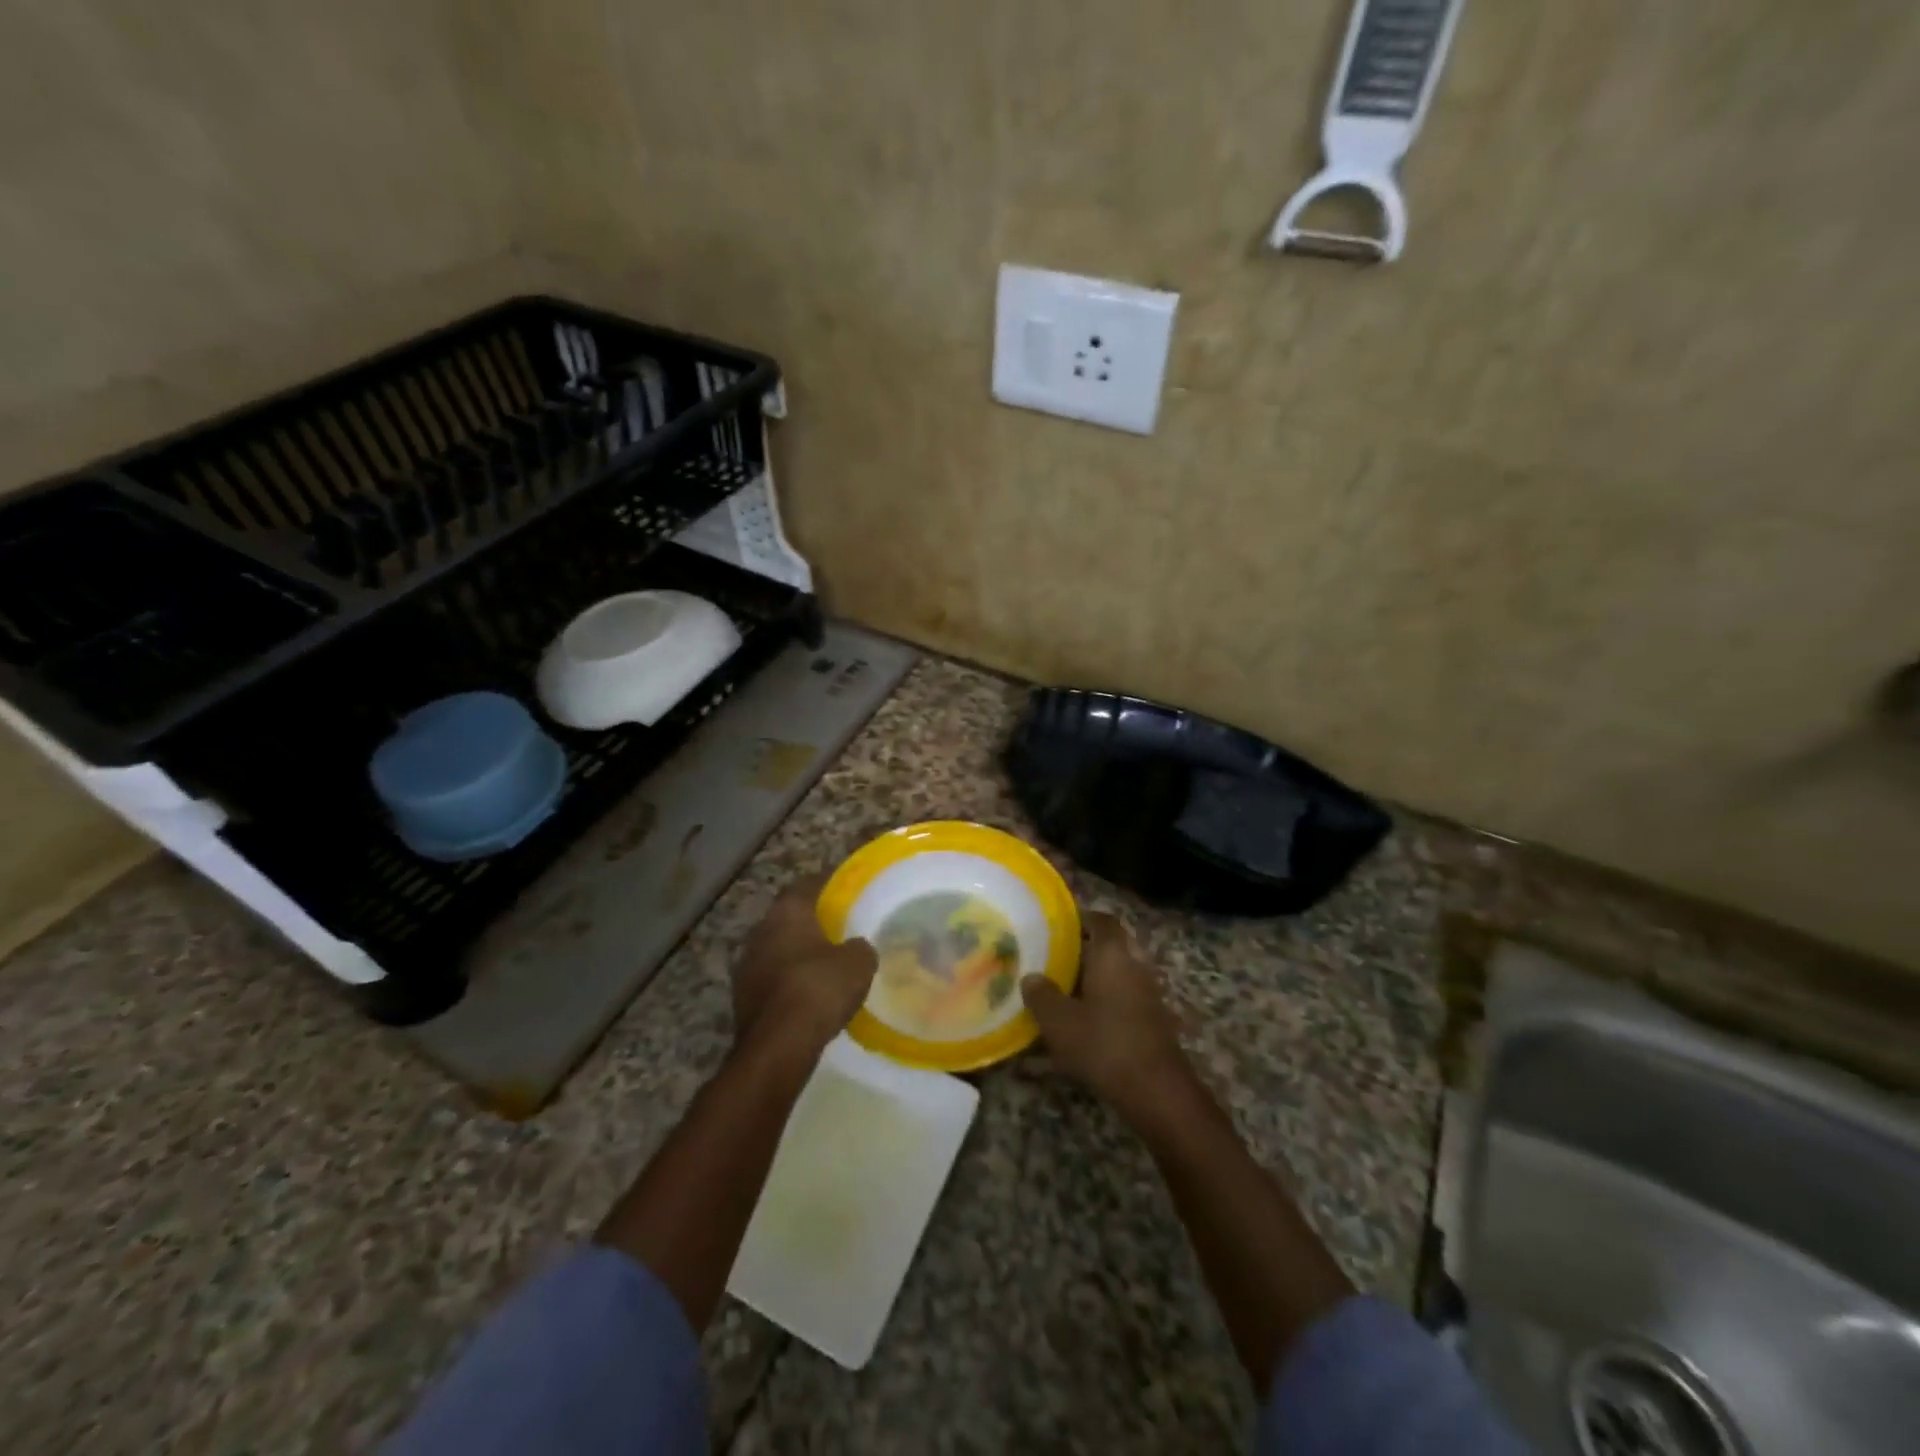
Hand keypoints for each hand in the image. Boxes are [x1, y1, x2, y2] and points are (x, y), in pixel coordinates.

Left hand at [733, 874, 877, 1056]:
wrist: (778, 1046)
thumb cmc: (819, 989)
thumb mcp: (858, 963)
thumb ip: (860, 947)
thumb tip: (856, 947)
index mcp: (787, 912)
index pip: (807, 884)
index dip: (828, 883)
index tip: (846, 887)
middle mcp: (761, 930)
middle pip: (789, 916)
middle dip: (811, 920)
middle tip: (838, 925)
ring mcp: (747, 964)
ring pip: (777, 948)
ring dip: (797, 952)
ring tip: (825, 961)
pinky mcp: (743, 997)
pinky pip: (772, 977)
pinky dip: (789, 980)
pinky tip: (809, 992)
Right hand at [1021, 913, 1194, 1119]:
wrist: (1156, 1090)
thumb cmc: (1103, 1044)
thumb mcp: (1059, 1021)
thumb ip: (1041, 994)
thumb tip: (1031, 977)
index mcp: (1113, 954)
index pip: (1101, 920)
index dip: (1081, 918)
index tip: (1058, 926)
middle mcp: (1135, 965)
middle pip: (1113, 945)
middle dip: (1087, 949)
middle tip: (1057, 958)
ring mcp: (1149, 993)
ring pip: (1120, 972)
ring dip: (1098, 977)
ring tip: (1067, 990)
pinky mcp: (1155, 1019)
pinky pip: (1127, 997)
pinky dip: (1109, 1000)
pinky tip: (1087, 1021)